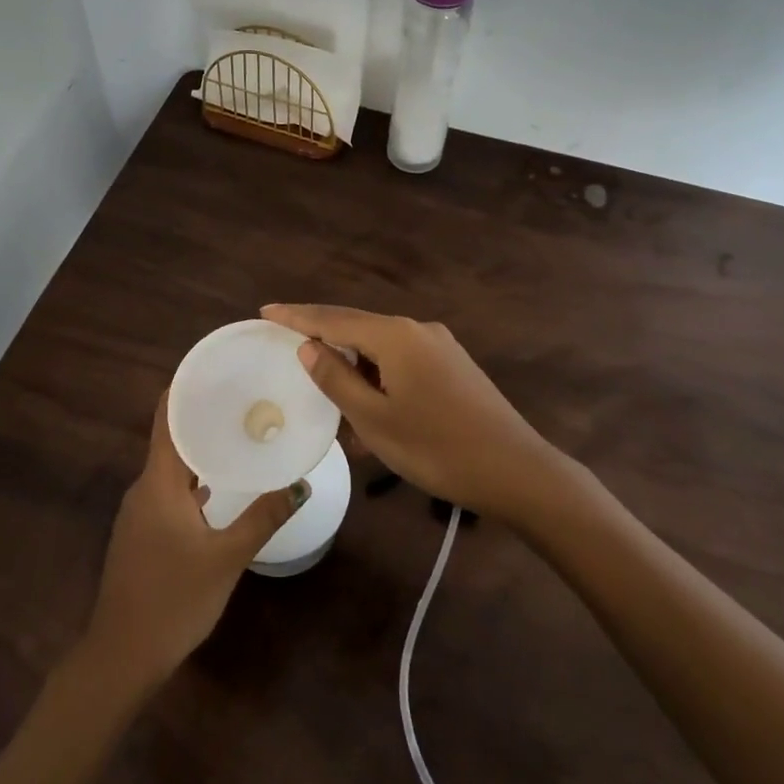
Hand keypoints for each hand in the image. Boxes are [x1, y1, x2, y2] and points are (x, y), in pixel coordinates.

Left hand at [80, 395, 304, 690]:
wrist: (122, 657)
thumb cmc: (173, 599)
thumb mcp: (226, 557)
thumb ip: (263, 517)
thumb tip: (300, 483)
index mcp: (158, 481)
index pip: (166, 417)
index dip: (186, 388)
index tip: (218, 369)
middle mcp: (144, 487)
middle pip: (171, 438)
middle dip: (204, 417)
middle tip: (245, 400)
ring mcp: (139, 512)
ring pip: (171, 467)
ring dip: (200, 449)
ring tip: (240, 435)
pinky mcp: (142, 533)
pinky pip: (169, 491)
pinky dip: (194, 479)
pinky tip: (220, 486)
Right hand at [262, 303, 565, 521]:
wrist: (517, 471)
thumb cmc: (437, 448)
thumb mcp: (375, 419)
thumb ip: (337, 379)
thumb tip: (309, 348)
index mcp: (395, 335)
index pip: (334, 319)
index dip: (297, 316)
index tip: (265, 311)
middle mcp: (417, 330)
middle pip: (358, 329)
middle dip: (324, 341)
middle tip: (289, 352)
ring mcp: (440, 347)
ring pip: (381, 351)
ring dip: (354, 371)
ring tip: (330, 399)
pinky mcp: (454, 368)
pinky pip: (403, 365)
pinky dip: (379, 381)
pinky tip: (370, 413)